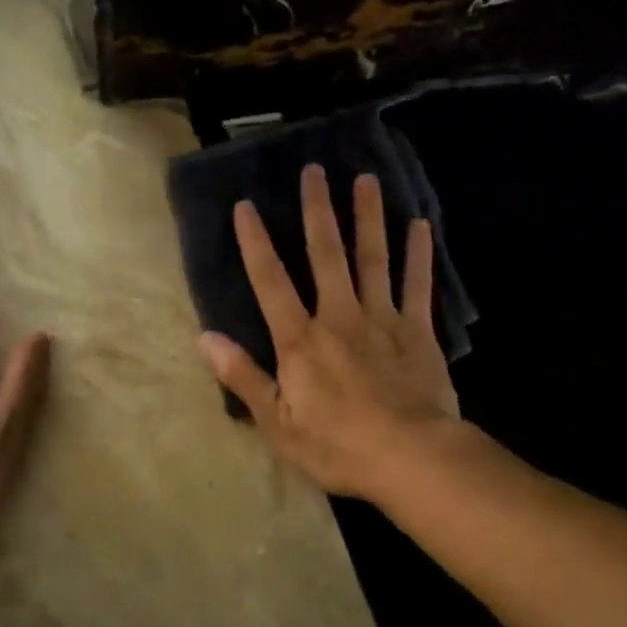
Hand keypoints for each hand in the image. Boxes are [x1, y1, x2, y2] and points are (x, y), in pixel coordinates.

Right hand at [199, 165, 458, 501]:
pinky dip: (419, 254)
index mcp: (301, 339)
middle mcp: (339, 315)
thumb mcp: (278, 423)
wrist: (410, 457)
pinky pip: (417, 285)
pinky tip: (421, 224)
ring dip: (368, 217)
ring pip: (373, 257)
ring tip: (366, 180)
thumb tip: (205, 338)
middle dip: (317, 210)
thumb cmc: (338, 445)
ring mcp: (382, 319)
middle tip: (315, 169)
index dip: (255, 242)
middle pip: (326, 253)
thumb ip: (243, 377)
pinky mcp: (418, 330)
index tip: (245, 205)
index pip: (270, 281)